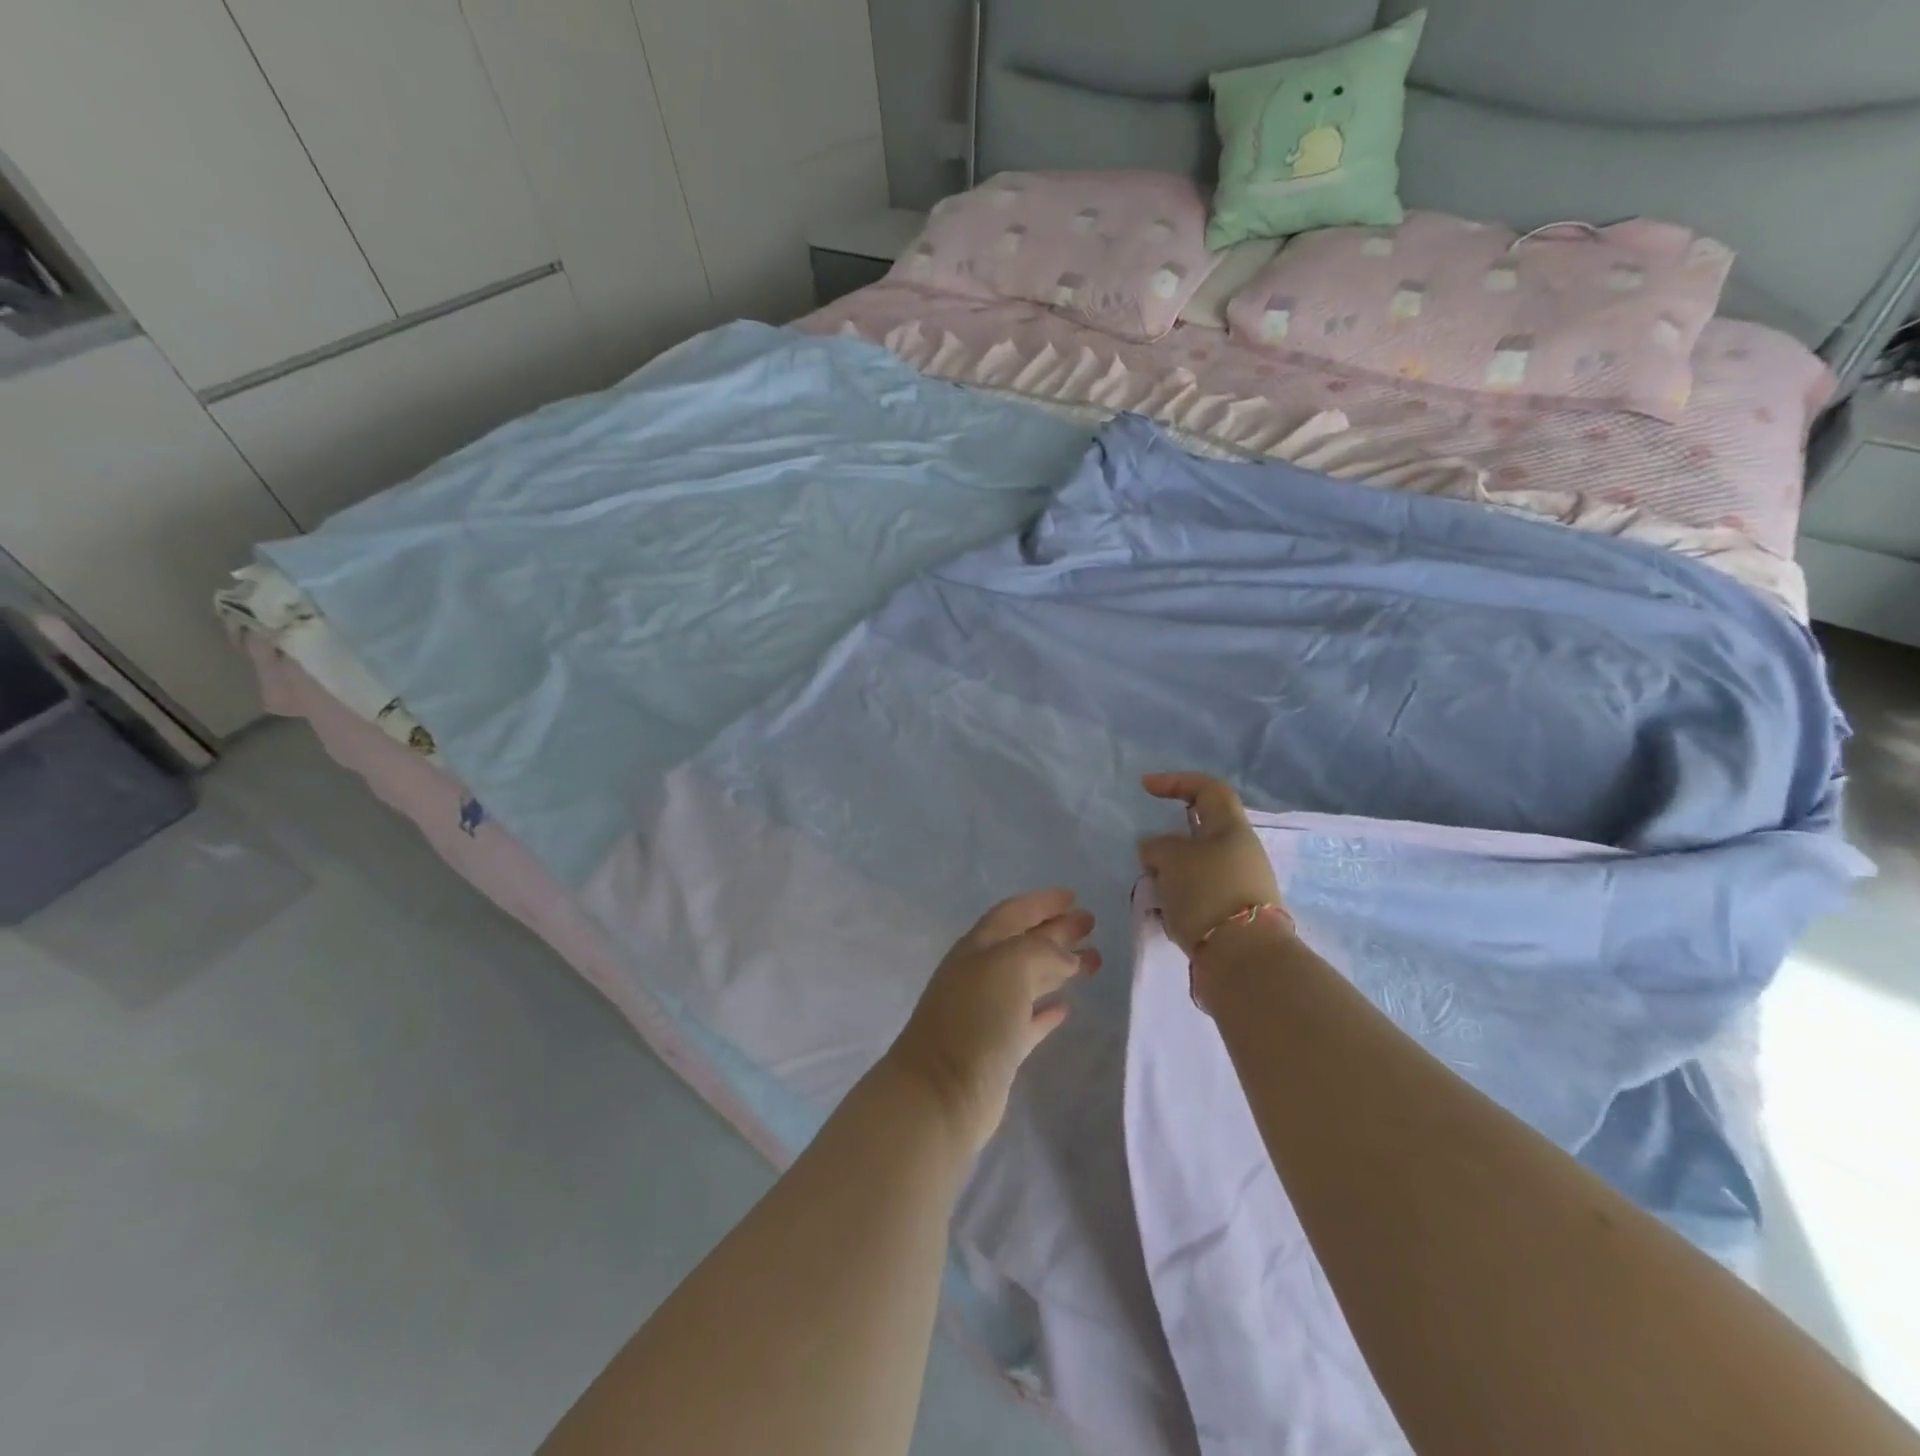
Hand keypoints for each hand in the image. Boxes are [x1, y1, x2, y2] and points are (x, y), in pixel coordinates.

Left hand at [885, 889, 1098, 1155]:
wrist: (941, 1093)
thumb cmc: (974, 1019)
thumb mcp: (1008, 966)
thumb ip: (1041, 950)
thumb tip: (1066, 957)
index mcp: (978, 947)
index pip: (1013, 913)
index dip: (1042, 903)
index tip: (1073, 897)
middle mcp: (981, 974)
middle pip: (1023, 944)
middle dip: (1056, 931)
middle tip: (1091, 924)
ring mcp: (988, 1012)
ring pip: (1029, 980)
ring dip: (1059, 967)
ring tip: (1094, 961)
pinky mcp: (998, 1049)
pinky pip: (1028, 1019)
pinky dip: (1046, 1009)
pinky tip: (1066, 1007)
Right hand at [1139, 772, 1282, 955]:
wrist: (1244, 960)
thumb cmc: (1207, 893)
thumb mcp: (1171, 858)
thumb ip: (1157, 846)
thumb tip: (1155, 850)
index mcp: (1232, 829)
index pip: (1208, 789)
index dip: (1176, 781)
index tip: (1145, 787)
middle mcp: (1241, 852)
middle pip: (1201, 831)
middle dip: (1170, 840)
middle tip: (1147, 854)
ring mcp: (1240, 885)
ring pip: (1196, 865)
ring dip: (1171, 872)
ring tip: (1153, 889)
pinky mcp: (1233, 915)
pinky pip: (1198, 894)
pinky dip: (1179, 897)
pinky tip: (1165, 913)